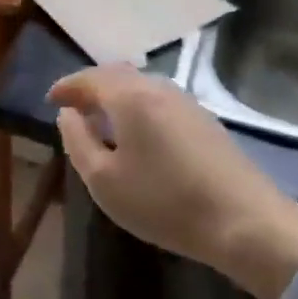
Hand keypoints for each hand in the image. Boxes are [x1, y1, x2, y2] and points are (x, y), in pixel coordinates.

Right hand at [51, 65, 297, 298]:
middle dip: (91, 87)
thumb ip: (78, 142)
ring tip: (102, 121)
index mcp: (129, 96)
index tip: (51, 100)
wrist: (246, 223)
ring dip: (116, 96)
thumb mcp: (104, 181)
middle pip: (116, 75)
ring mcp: (186, 102)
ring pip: (140, 86)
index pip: (89, 78)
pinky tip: (137, 134)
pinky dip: (138, 107)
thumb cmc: (165, 202)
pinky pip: (158, 100)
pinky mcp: (205, 120)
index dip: (66, 87)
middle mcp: (157, 88)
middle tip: (74, 107)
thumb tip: (68, 115)